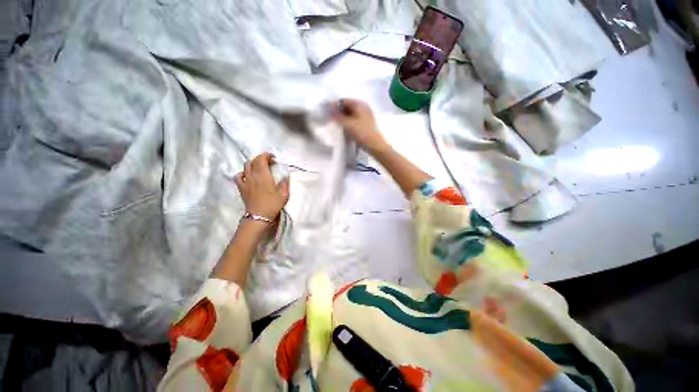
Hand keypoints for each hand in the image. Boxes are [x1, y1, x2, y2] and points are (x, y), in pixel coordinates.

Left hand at [234, 153, 289, 220]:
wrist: (259, 216)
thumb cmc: (273, 204)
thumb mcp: (284, 194)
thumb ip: (285, 182)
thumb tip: (285, 176)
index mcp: (264, 175)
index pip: (261, 159)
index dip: (267, 155)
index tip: (274, 158)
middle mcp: (253, 175)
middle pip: (253, 160)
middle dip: (261, 158)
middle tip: (269, 162)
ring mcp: (245, 181)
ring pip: (246, 166)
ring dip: (253, 163)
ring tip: (259, 167)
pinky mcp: (241, 187)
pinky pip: (238, 175)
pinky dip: (243, 172)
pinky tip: (248, 175)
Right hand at [332, 98, 388, 153]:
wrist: (375, 146)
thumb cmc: (362, 133)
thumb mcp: (348, 124)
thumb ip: (337, 116)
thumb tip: (328, 108)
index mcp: (360, 104)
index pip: (344, 100)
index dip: (334, 105)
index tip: (326, 111)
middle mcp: (363, 107)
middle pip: (348, 106)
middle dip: (338, 111)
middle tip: (329, 118)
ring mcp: (365, 116)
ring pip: (351, 113)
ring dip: (343, 117)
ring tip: (335, 123)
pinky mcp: (366, 124)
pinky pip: (354, 119)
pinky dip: (348, 121)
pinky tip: (343, 127)